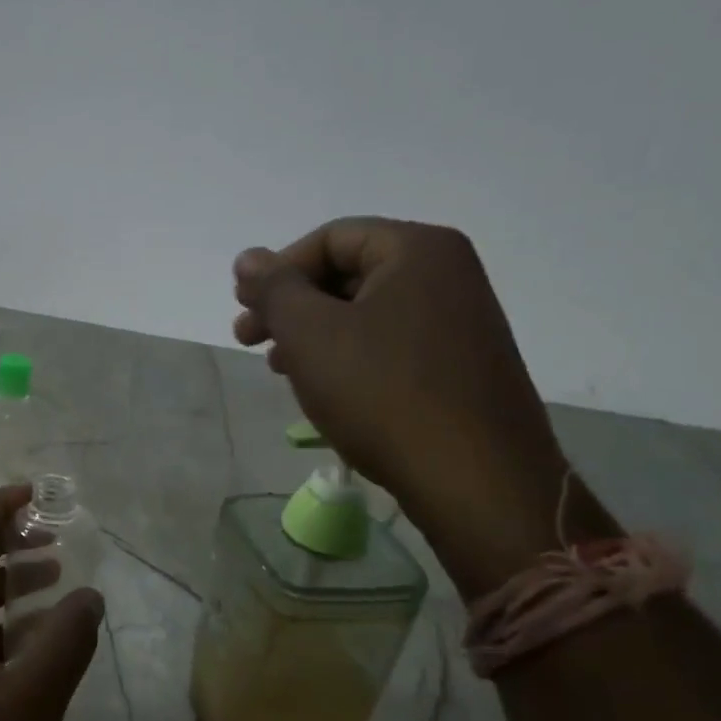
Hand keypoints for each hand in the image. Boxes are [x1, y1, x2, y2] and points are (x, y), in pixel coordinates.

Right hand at [233, 218, 574, 594]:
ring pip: (365, 313)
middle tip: (249, 340)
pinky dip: (347, 358)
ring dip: (312, 335)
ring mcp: (461, 322)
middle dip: (291, 306)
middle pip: (347, 273)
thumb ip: (274, 288)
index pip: (330, 238)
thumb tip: (248, 257)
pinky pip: (389, 344)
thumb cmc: (383, 394)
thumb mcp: (310, 334)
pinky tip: (324, 390)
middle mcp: (448, 275)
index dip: (277, 270)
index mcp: (418, 250)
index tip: (244, 309)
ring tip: (281, 370)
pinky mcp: (461, 366)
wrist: (476, 482)